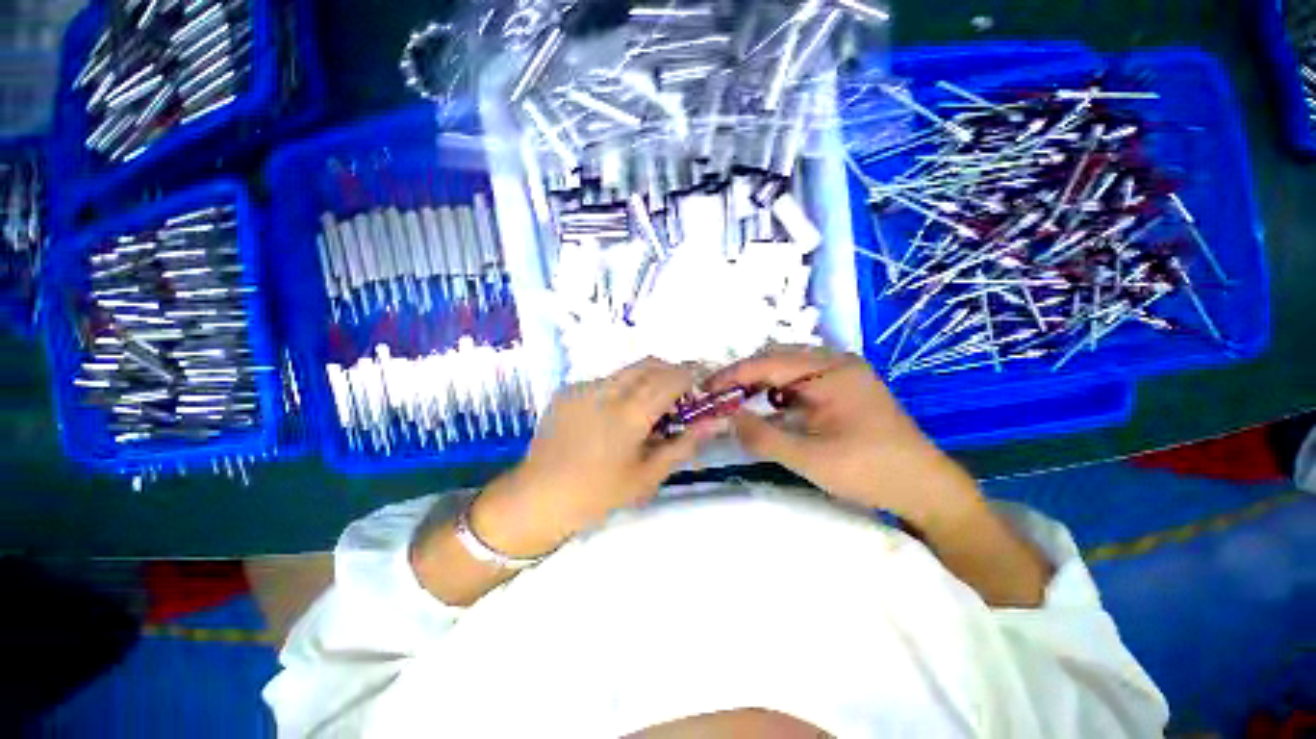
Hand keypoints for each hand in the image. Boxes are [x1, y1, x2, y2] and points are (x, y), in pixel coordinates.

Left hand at [472, 358, 709, 555]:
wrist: (536, 499)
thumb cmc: (598, 495)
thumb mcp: (648, 475)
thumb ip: (685, 443)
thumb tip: (716, 421)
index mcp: (629, 413)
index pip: (671, 378)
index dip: (692, 376)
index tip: (701, 387)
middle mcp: (607, 390)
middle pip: (650, 363)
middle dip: (671, 372)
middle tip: (679, 397)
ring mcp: (584, 387)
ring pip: (627, 370)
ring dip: (647, 379)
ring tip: (648, 408)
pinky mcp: (568, 391)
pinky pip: (605, 380)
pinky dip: (621, 389)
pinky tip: (615, 416)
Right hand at [706, 345, 982, 528]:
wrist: (926, 488)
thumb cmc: (870, 471)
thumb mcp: (810, 458)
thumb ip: (762, 436)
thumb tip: (725, 419)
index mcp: (830, 370)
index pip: (768, 362)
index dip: (733, 375)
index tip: (705, 389)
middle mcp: (836, 362)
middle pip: (776, 358)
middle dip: (744, 377)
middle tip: (719, 397)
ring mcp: (842, 373)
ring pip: (788, 368)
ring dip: (761, 383)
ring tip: (737, 402)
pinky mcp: (844, 388)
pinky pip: (801, 381)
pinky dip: (778, 392)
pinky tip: (769, 408)